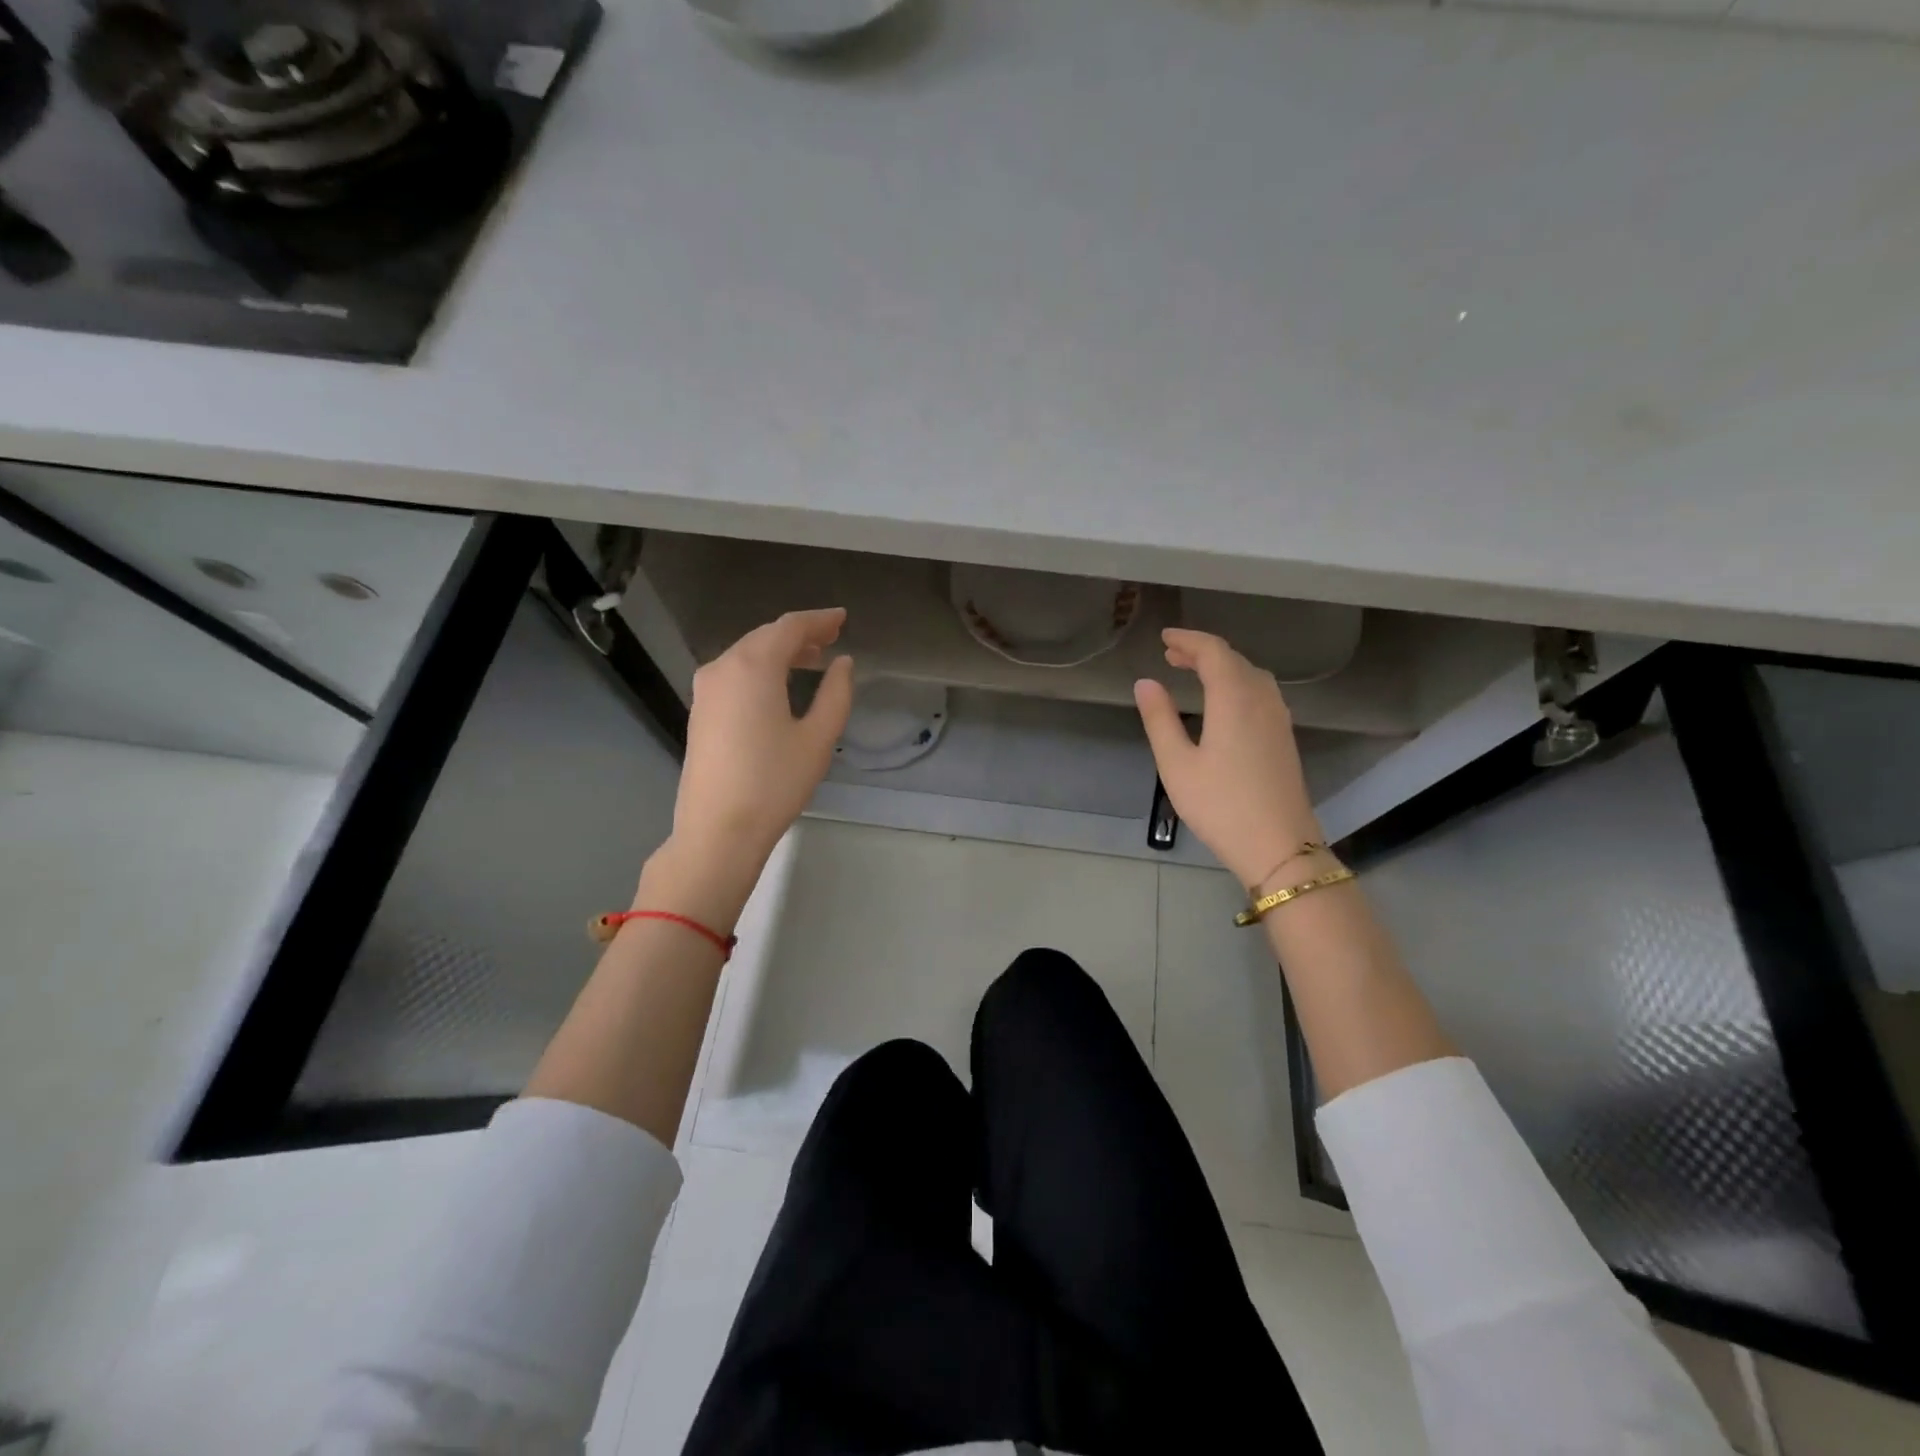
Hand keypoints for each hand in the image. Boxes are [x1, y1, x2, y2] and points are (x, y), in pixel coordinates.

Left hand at [644, 609, 853, 923]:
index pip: (789, 627)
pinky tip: (779, 685)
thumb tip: (842, 663)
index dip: (819, 620)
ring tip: (811, 660)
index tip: (842, 618)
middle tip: (831, 638)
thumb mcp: (818, 738)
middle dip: (799, 634)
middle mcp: (723, 668)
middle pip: (765, 636)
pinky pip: (734, 673)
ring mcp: (705, 689)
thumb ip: (836, 693)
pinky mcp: (700, 711)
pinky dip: (761, 669)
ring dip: (779, 651)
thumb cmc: (774, 783)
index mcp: (753, 667)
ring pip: (747, 654)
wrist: (718, 830)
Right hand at [1133, 628, 1322, 888]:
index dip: (1188, 640)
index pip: (1213, 651)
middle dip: (1202, 651)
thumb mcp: (1177, 764)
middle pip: (1234, 659)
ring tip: (1194, 672)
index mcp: (1234, 699)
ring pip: (1251, 675)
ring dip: (1222, 666)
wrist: (1279, 846)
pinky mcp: (1284, 737)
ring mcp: (1279, 718)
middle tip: (1171, 655)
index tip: (1164, 638)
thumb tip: (1145, 682)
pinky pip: (1261, 692)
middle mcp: (1262, 699)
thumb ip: (1159, 719)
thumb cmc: (1220, 805)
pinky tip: (1224, 701)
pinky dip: (1237, 682)